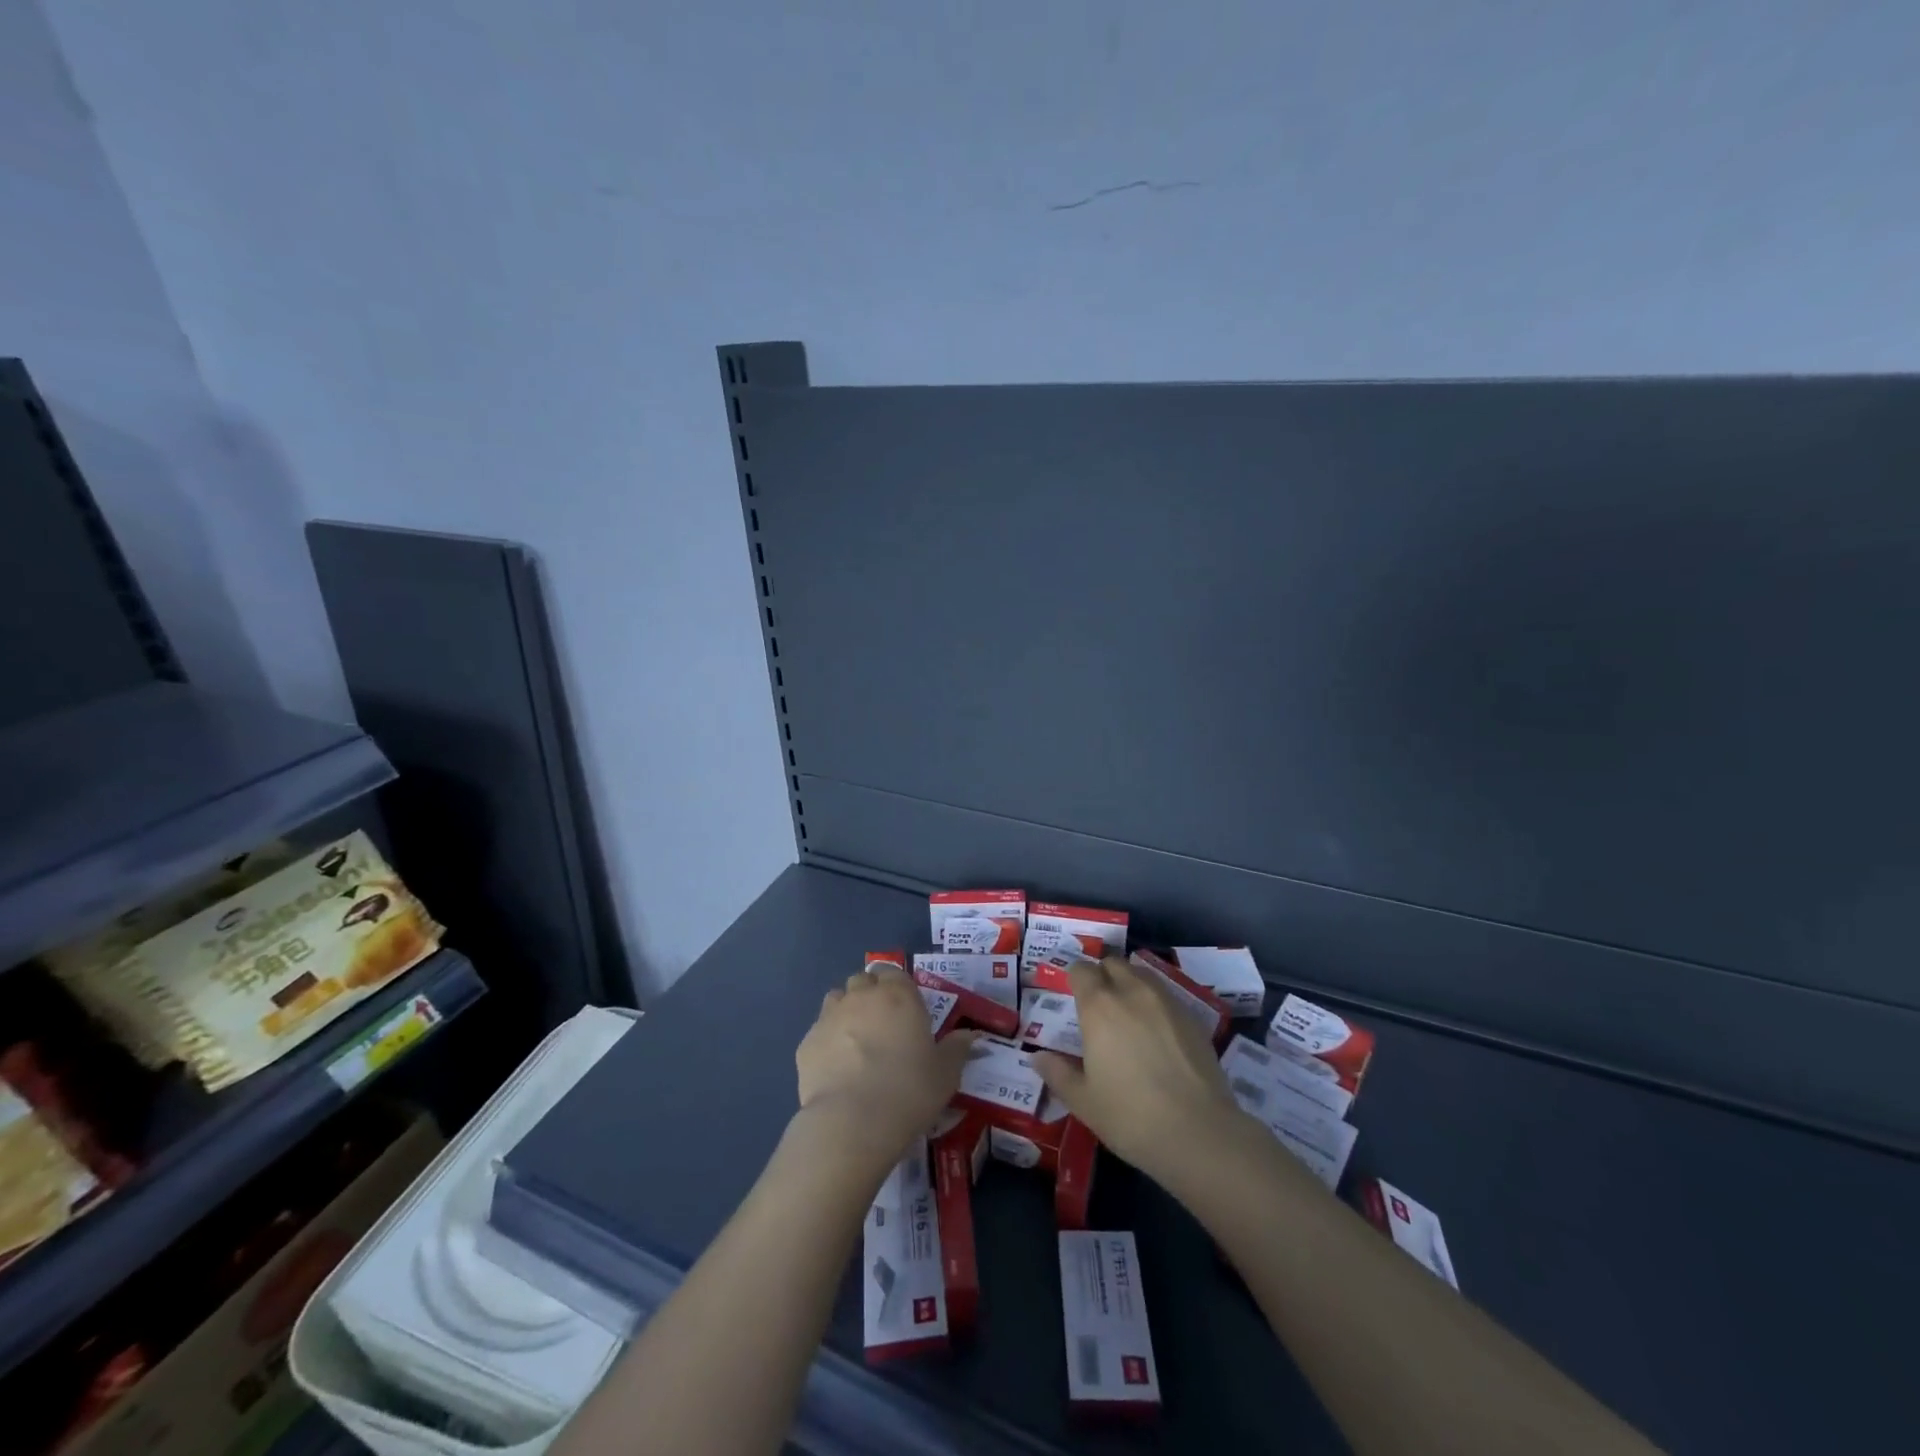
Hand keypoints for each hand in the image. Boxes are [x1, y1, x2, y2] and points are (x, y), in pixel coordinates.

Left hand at [795, 966, 975, 1169]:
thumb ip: (957, 1049)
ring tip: (856, 1043)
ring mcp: (830, 1017)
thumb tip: (970, 1036)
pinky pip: (818, 1032)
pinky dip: (827, 1043)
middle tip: (882, 1027)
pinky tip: (836, 1069)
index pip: (895, 972)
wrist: (853, 1122)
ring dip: (846, 1012)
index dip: (898, 988)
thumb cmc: (909, 1091)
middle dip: (870, 995)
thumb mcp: (946, 1074)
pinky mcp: (806, 1043)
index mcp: (898, 995)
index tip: (905, 1011)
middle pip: (863, 981)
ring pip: (837, 999)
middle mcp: (862, 996)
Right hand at [1032, 955, 1242, 1183]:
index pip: (1081, 970)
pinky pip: (1167, 996)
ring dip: (1130, 984)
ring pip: (1142, 975)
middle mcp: (1132, 992)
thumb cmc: (1130, 1116)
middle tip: (1099, 1004)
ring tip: (1129, 1014)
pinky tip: (1158, 1033)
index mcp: (1099, 1006)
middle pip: (1113, 964)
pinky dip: (1156, 1004)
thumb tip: (1037, 1057)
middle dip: (1103, 975)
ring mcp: (1167, 1001)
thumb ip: (1057, 1073)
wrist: (1199, 1133)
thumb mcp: (1083, 1101)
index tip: (1072, 995)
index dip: (1075, 978)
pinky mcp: (1194, 1017)